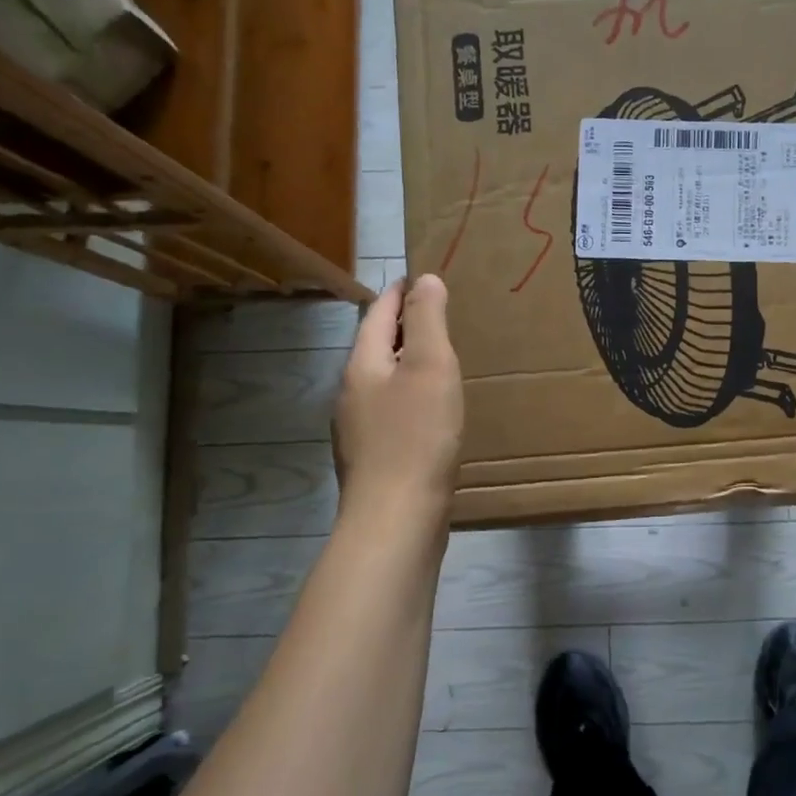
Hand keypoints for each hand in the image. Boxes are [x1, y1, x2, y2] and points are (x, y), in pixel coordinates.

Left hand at [334, 275, 463, 523]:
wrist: (397, 519)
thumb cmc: (417, 436)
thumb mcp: (430, 366)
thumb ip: (427, 320)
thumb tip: (424, 279)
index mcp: (361, 365)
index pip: (378, 313)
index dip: (401, 292)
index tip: (424, 276)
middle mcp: (352, 393)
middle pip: (376, 347)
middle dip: (404, 327)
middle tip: (441, 315)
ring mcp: (359, 430)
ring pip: (384, 382)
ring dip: (408, 365)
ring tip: (443, 360)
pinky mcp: (375, 459)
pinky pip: (393, 413)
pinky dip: (413, 398)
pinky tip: (435, 412)